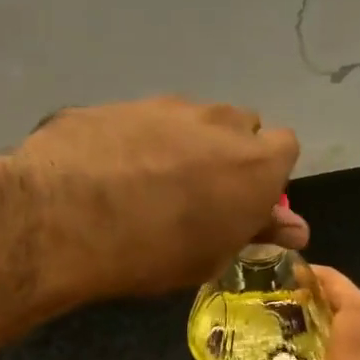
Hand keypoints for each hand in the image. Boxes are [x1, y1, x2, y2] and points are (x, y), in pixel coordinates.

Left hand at [3, 97, 305, 302]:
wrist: (63, 216)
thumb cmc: (153, 250)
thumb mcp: (211, 256)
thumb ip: (256, 231)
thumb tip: (295, 228)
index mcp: (254, 161)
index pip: (284, 147)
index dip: (265, 175)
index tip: (241, 202)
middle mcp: (217, 121)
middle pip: (237, 126)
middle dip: (225, 153)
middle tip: (195, 193)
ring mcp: (164, 105)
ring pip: (188, 119)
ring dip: (180, 143)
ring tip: (143, 184)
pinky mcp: (116, 103)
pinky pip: (139, 120)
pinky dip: (133, 141)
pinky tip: (105, 172)